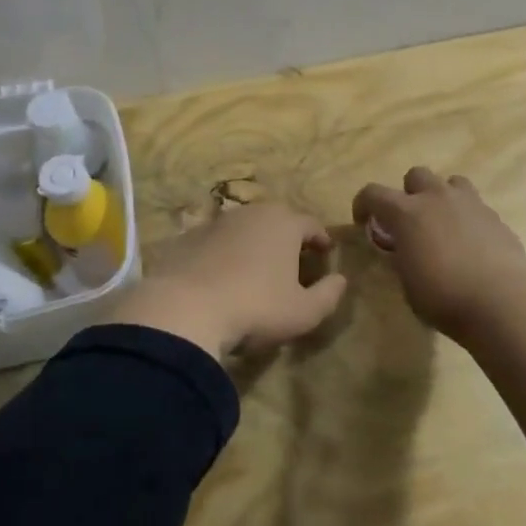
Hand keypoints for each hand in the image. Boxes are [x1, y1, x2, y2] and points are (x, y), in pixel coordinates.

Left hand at [109, 201, 348, 360]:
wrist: (184, 310)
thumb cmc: (255, 308)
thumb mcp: (303, 312)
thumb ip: (329, 295)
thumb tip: (340, 280)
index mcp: (284, 224)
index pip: (311, 224)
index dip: (321, 238)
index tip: (326, 252)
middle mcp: (251, 213)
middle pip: (277, 219)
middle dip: (288, 236)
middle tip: (294, 258)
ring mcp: (215, 223)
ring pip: (244, 228)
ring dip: (254, 243)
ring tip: (258, 267)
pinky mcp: (187, 238)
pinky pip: (216, 242)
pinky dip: (225, 253)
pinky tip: (222, 276)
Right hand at [351, 167, 525, 336]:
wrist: (501, 302)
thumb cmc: (444, 297)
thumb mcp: (407, 282)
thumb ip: (402, 257)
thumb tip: (402, 248)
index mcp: (407, 213)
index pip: (373, 193)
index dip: (363, 204)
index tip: (364, 222)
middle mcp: (437, 198)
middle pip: (416, 174)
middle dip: (409, 193)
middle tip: (410, 221)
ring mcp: (470, 204)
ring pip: (451, 182)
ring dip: (442, 197)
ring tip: (443, 224)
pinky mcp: (495, 217)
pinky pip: (475, 206)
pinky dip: (467, 218)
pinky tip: (470, 245)